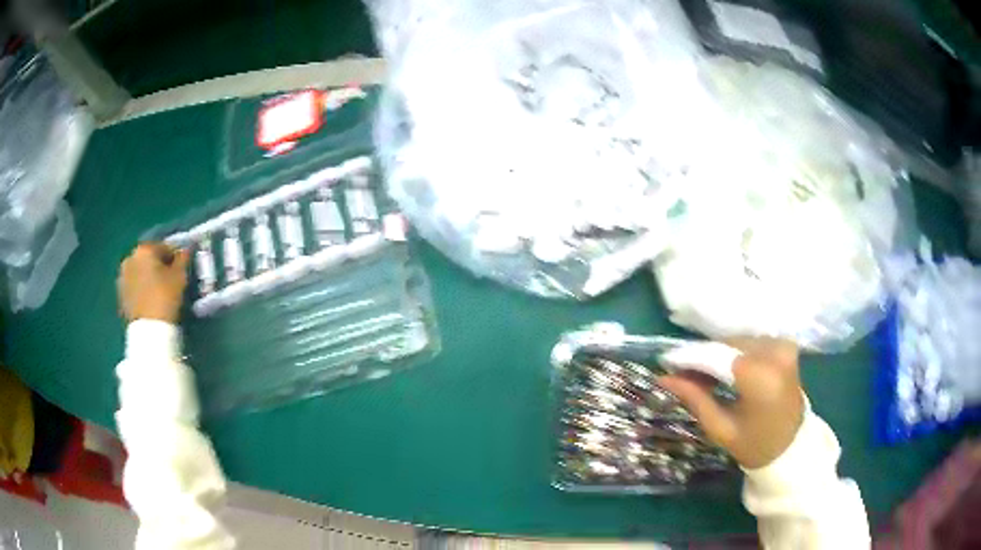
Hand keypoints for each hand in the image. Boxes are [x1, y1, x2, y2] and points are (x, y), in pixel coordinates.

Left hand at [118, 243, 189, 323]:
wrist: (149, 330)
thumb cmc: (165, 297)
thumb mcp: (180, 276)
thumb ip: (183, 259)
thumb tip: (185, 249)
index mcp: (144, 249)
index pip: (163, 247)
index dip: (174, 257)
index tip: (180, 269)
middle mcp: (130, 257)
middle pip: (148, 258)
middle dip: (158, 266)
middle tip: (169, 280)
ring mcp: (122, 276)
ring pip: (139, 271)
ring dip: (148, 277)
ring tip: (158, 291)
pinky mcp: (120, 294)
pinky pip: (134, 285)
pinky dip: (141, 288)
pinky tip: (149, 300)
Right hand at [658, 338, 804, 468]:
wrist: (792, 447)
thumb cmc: (755, 445)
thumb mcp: (720, 428)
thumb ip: (695, 398)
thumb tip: (664, 378)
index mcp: (761, 377)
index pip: (717, 356)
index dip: (690, 359)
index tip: (666, 363)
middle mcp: (775, 353)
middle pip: (727, 345)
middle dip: (703, 358)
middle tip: (682, 375)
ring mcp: (784, 346)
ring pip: (738, 342)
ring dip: (718, 356)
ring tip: (701, 377)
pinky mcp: (787, 346)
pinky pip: (751, 344)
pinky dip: (734, 354)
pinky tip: (724, 372)